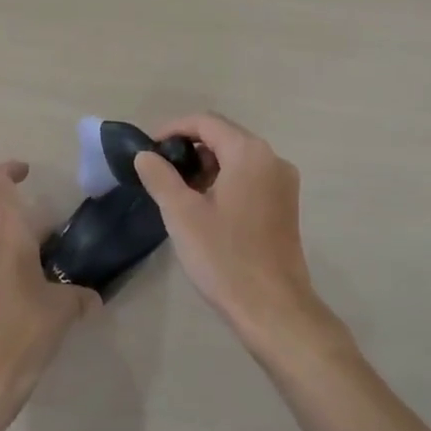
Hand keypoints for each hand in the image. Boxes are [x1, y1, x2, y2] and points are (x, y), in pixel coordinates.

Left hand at [0, 161, 99, 430]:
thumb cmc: (23, 328)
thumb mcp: (62, 310)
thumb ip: (79, 297)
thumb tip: (92, 299)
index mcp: (6, 231)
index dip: (10, 170)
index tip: (28, 172)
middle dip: (14, 220)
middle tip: (43, 239)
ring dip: (2, 245)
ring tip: (34, 268)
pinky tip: (23, 298)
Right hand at [133, 114, 339, 354]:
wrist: (273, 308)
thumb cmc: (224, 257)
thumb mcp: (182, 214)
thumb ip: (160, 176)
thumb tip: (145, 155)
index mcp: (249, 153)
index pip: (206, 122)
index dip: (173, 129)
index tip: (148, 149)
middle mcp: (272, 158)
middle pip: (224, 136)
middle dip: (189, 147)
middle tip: (160, 170)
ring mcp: (283, 183)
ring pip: (238, 158)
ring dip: (207, 165)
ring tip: (178, 190)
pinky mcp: (286, 205)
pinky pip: (251, 177)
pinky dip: (226, 180)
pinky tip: (205, 206)